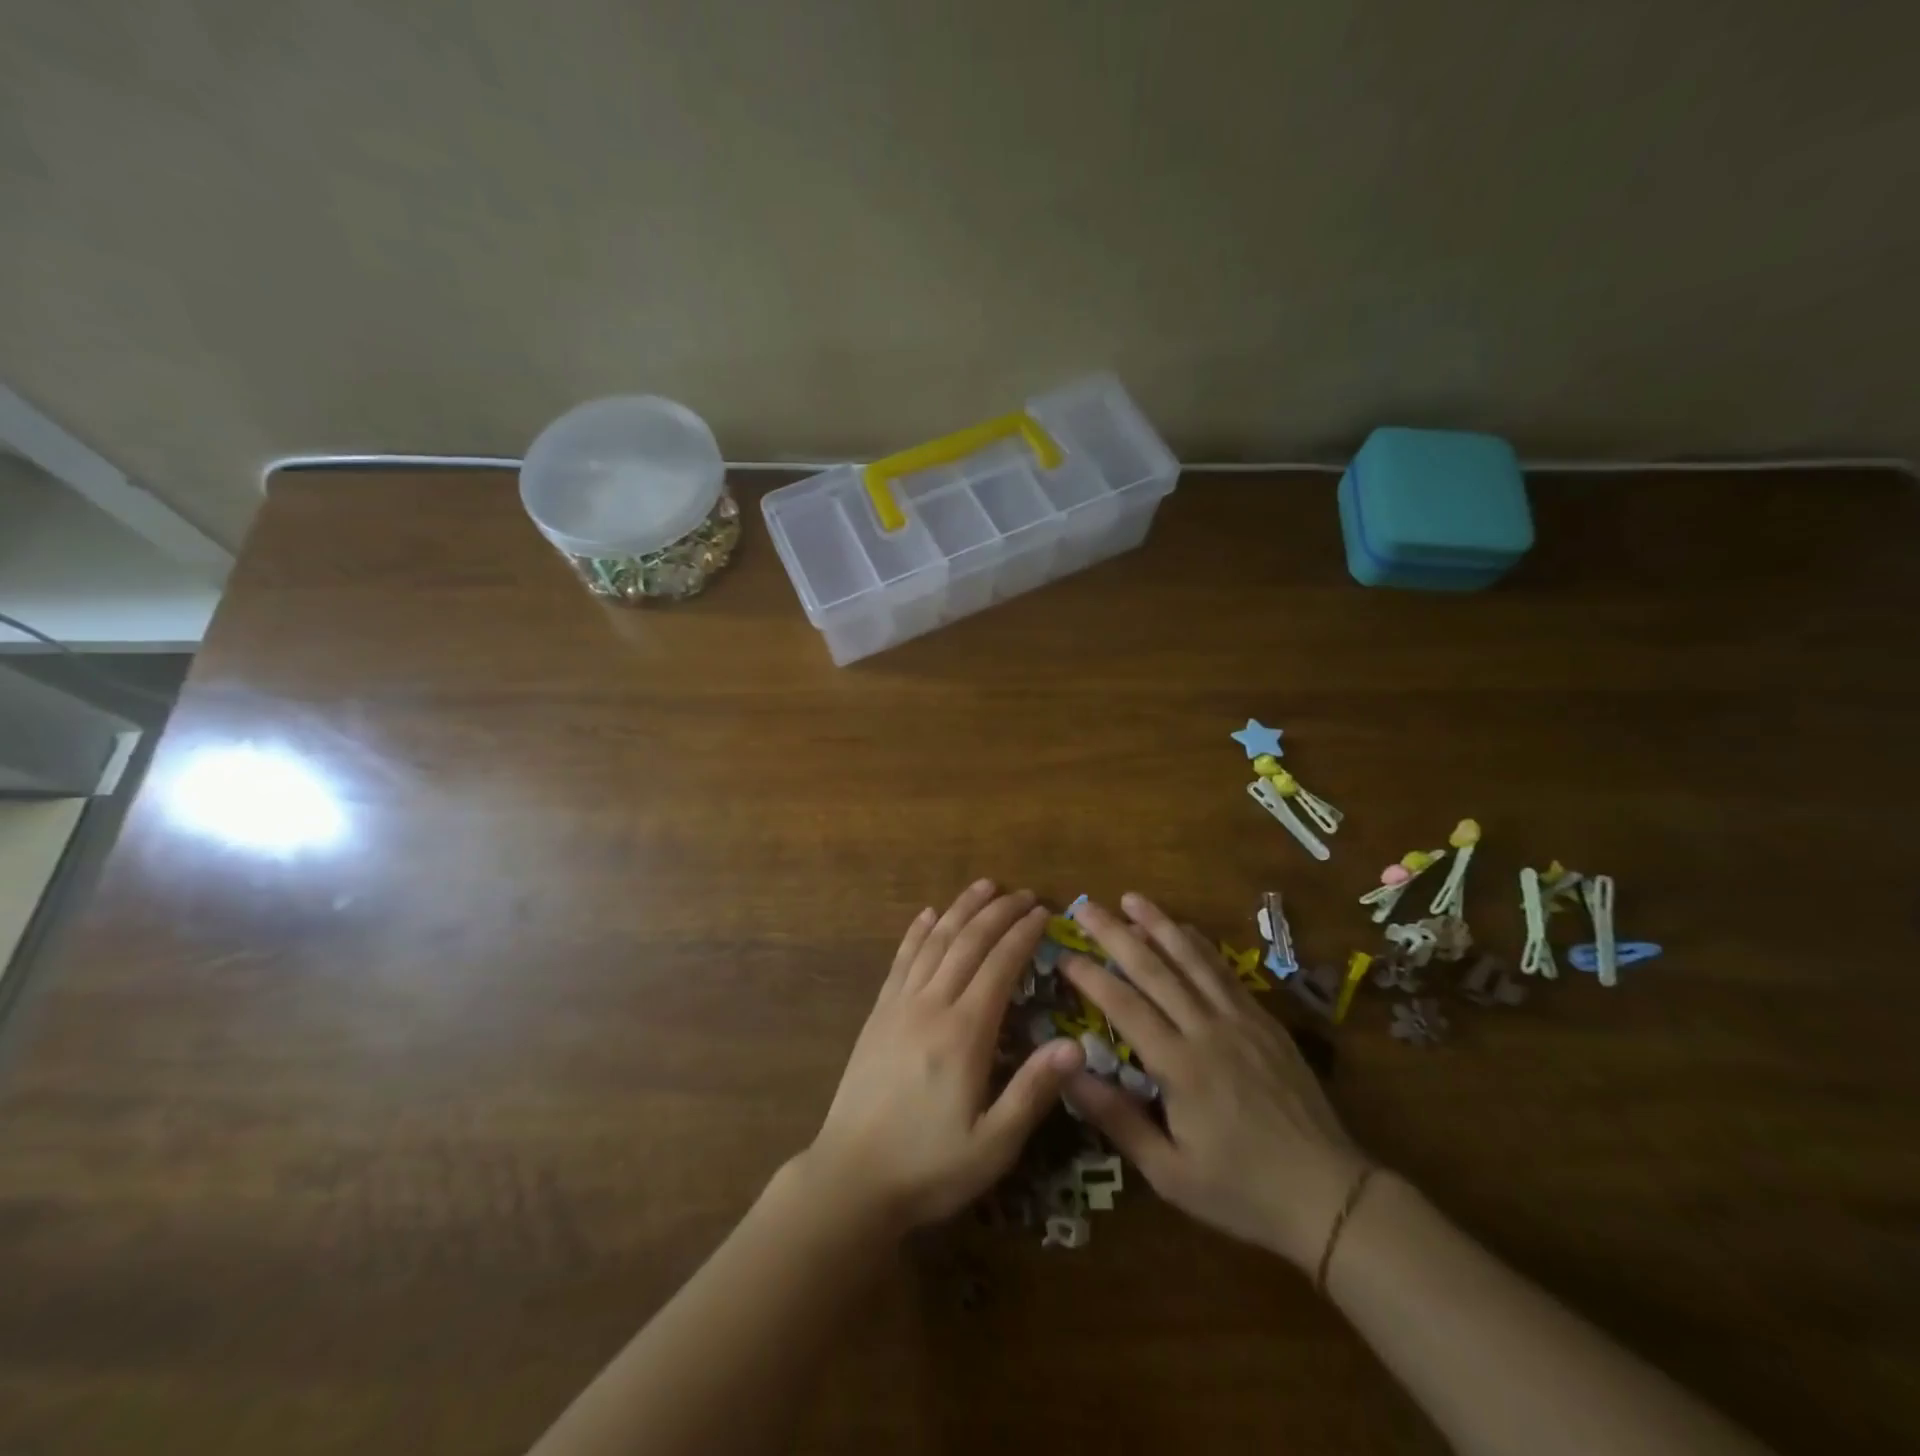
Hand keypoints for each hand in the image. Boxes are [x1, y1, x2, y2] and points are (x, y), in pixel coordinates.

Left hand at [802, 880, 1086, 1235]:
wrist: (850, 1179)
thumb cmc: (928, 1167)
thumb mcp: (993, 1145)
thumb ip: (1033, 1091)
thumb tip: (1076, 1045)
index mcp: (965, 1033)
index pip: (1000, 966)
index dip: (1022, 935)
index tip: (1042, 912)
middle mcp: (931, 1006)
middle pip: (968, 943)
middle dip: (997, 912)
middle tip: (1022, 893)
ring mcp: (899, 1006)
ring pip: (934, 942)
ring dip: (960, 909)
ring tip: (982, 886)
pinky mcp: (878, 1015)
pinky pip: (900, 961)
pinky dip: (916, 933)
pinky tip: (927, 915)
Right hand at [1059, 894, 1373, 1269]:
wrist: (1328, 1195)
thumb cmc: (1240, 1190)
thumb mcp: (1169, 1173)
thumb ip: (1117, 1119)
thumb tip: (1068, 1072)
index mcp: (1179, 1066)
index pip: (1124, 1004)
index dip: (1089, 975)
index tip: (1062, 954)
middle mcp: (1207, 1029)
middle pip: (1154, 969)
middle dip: (1114, 933)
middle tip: (1084, 907)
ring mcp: (1240, 1020)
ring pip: (1192, 959)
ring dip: (1158, 924)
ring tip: (1131, 898)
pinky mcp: (1264, 1021)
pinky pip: (1225, 971)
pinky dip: (1200, 945)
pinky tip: (1185, 930)